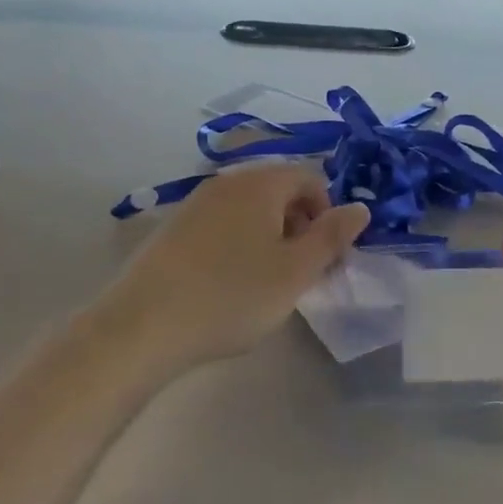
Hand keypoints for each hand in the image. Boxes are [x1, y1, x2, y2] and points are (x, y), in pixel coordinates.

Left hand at [100, 164, 368, 367]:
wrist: (142, 325)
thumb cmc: (232, 296)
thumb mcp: (294, 272)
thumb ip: (332, 236)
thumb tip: (360, 208)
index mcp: (260, 183)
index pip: (310, 179)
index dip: (327, 215)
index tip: (325, 258)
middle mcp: (227, 181)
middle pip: (279, 191)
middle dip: (299, 226)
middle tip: (300, 273)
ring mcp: (195, 202)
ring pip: (249, 210)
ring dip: (269, 237)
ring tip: (265, 282)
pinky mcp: (173, 227)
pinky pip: (221, 224)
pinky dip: (238, 244)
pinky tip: (228, 284)